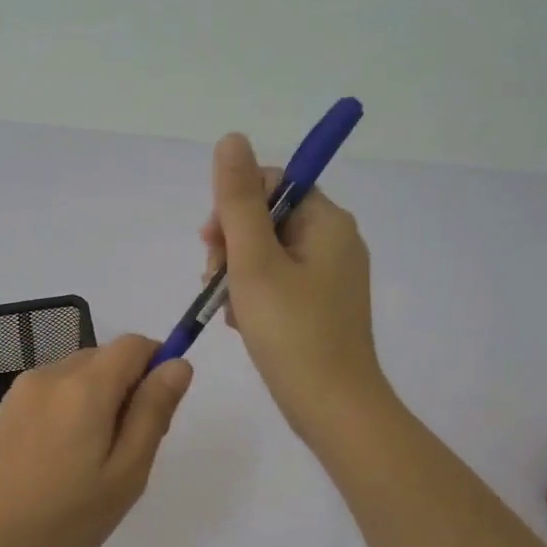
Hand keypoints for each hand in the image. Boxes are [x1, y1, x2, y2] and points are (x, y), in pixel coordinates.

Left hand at [0, 335, 193, 546]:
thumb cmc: (65, 520)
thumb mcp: (126, 472)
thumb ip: (154, 411)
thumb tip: (178, 364)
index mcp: (84, 385)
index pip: (133, 344)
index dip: (157, 365)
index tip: (158, 413)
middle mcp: (50, 375)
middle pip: (105, 358)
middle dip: (129, 389)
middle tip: (128, 451)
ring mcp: (22, 392)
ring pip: (79, 376)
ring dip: (100, 401)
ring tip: (93, 463)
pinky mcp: (6, 412)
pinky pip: (54, 393)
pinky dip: (72, 411)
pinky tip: (64, 461)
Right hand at [201, 132, 389, 444]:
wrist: (332, 408)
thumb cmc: (293, 332)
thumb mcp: (255, 262)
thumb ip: (238, 201)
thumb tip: (231, 138)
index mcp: (328, 223)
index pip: (274, 185)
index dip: (235, 206)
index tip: (212, 242)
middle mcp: (335, 242)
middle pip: (268, 220)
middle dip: (232, 246)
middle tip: (215, 281)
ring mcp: (330, 278)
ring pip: (267, 255)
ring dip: (237, 275)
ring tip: (230, 311)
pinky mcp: (320, 308)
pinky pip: (278, 284)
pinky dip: (254, 297)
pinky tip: (243, 325)